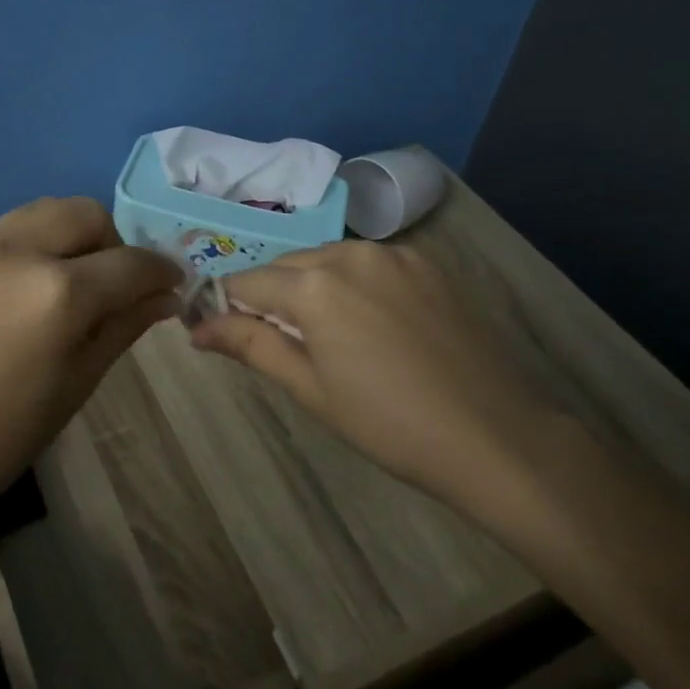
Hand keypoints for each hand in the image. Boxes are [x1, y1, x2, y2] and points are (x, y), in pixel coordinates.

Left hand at [0, 198, 181, 525]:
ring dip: (72, 236)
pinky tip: (23, 289)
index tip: (172, 285)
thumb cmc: (1, 437)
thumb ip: (123, 326)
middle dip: (114, 243)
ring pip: (45, 211)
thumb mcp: (77, 384)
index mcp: (58, 293)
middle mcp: (17, 251)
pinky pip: (7, 230)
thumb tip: (165, 297)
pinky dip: (32, 245)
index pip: (131, 263)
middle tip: (114, 285)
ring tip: (69, 281)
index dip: (161, 272)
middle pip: (87, 213)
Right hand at [191, 241, 560, 516]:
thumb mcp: (310, 389)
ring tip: (325, 335)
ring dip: (310, 286)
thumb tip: (197, 327)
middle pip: (285, 266)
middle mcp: (349, 253)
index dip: (225, 306)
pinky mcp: (426, 262)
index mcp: (314, 286)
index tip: (218, 331)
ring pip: (326, 259)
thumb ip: (250, 346)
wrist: (493, 435)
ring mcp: (393, 254)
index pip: (245, 283)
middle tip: (275, 342)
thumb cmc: (388, 424)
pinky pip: (368, 263)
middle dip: (268, 296)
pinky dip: (352, 282)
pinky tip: (370, 322)